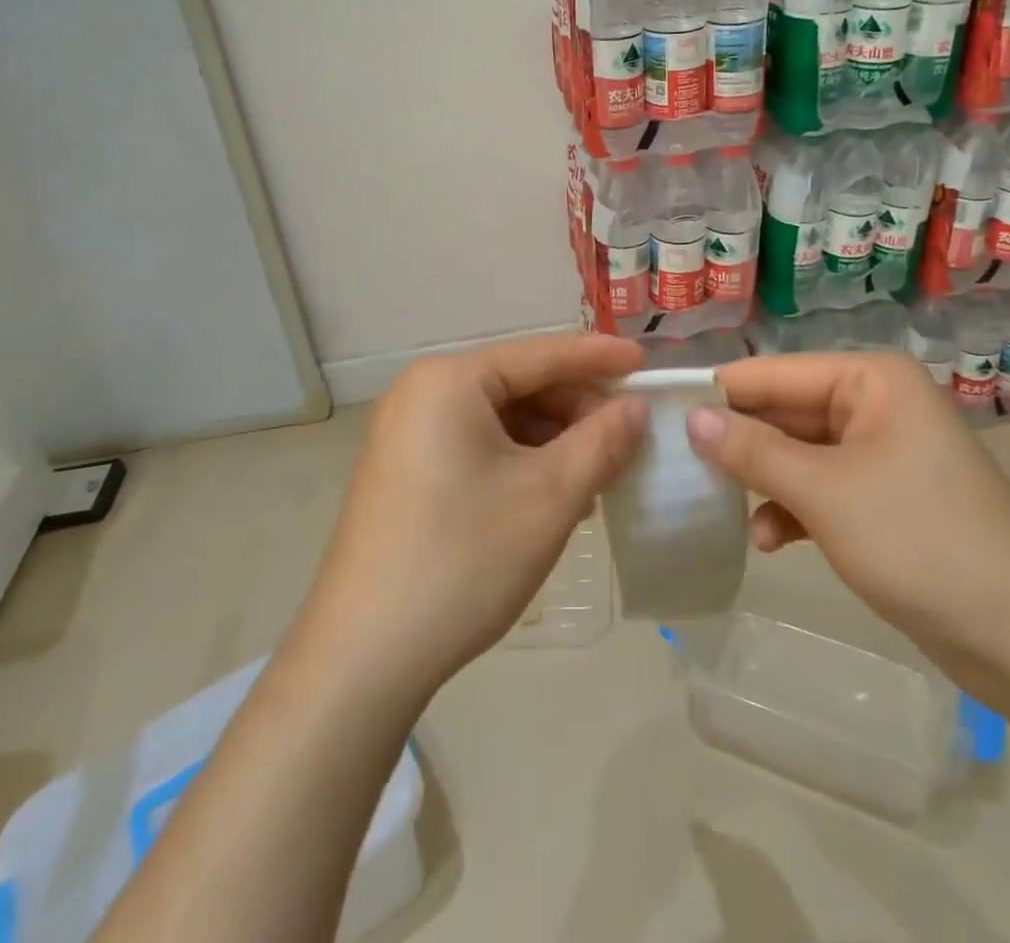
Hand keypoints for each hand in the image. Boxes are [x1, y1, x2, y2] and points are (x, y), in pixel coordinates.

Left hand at [289, 333, 646, 704]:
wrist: (363, 656)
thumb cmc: (464, 560)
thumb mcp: (549, 496)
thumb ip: (601, 441)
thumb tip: (634, 409)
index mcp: (450, 381)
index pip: (540, 354)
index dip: (598, 358)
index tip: (646, 361)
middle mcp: (422, 393)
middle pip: (518, 384)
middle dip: (575, 409)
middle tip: (625, 441)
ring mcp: (406, 433)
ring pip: (499, 418)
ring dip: (551, 440)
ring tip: (596, 476)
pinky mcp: (404, 471)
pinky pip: (475, 445)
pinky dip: (519, 460)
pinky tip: (550, 494)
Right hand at [686, 352, 1009, 698]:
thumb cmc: (920, 541)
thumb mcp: (825, 492)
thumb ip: (753, 450)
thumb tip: (690, 417)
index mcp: (869, 379)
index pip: (773, 373)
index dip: (718, 392)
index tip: (659, 411)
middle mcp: (874, 404)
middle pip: (784, 412)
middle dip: (737, 442)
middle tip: (675, 464)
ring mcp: (880, 453)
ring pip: (798, 454)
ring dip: (761, 481)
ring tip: (715, 504)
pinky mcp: (882, 499)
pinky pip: (820, 489)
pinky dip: (791, 509)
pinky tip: (766, 541)